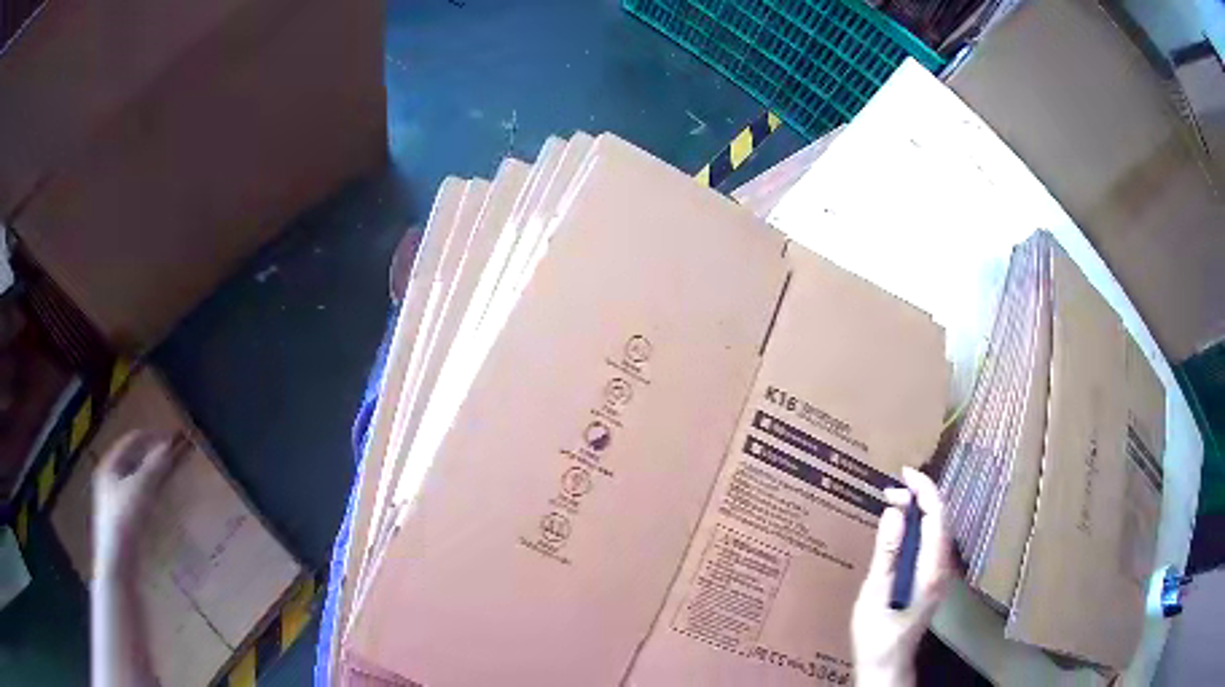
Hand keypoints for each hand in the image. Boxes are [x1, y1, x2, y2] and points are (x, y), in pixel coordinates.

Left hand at [93, 431, 178, 576]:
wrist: (117, 563)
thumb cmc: (124, 520)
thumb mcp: (141, 490)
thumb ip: (154, 466)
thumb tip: (170, 444)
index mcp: (109, 463)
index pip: (131, 439)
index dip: (151, 436)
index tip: (172, 439)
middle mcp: (108, 475)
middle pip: (131, 457)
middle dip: (150, 454)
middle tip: (171, 456)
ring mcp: (112, 497)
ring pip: (133, 476)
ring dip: (149, 472)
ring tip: (167, 475)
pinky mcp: (119, 517)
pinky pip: (134, 493)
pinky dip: (147, 489)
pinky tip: (156, 499)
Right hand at [851, 467, 952, 686]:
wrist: (887, 664)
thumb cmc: (877, 634)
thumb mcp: (875, 594)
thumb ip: (888, 552)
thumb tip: (895, 511)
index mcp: (932, 568)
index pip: (937, 515)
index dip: (924, 489)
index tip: (904, 472)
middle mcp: (943, 567)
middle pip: (940, 519)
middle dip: (920, 496)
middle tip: (890, 490)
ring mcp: (940, 574)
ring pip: (937, 529)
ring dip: (919, 510)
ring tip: (893, 502)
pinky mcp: (933, 580)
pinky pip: (931, 542)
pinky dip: (917, 526)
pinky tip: (901, 529)